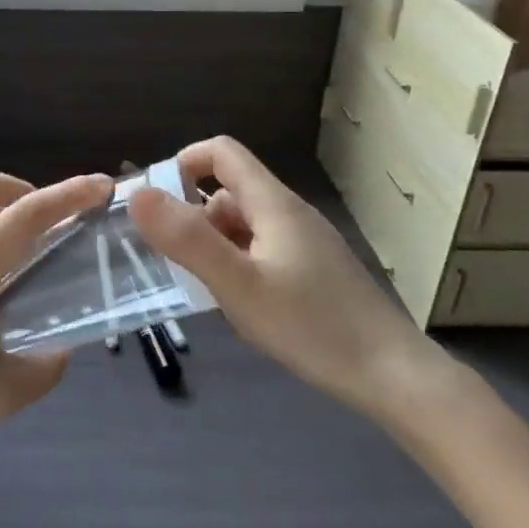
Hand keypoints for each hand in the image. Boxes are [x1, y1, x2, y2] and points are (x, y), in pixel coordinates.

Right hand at [128, 137, 445, 416]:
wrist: (391, 374)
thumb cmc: (310, 325)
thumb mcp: (238, 284)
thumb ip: (187, 238)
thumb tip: (138, 194)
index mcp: (272, 203)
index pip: (223, 153)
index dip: (184, 163)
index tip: (155, 202)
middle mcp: (289, 213)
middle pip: (229, 191)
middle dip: (193, 217)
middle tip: (171, 261)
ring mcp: (304, 242)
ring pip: (244, 225)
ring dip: (214, 244)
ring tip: (202, 288)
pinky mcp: (313, 271)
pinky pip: (261, 250)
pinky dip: (237, 264)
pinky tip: (238, 303)